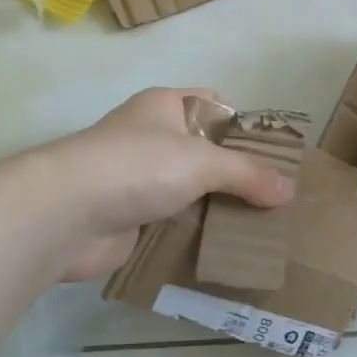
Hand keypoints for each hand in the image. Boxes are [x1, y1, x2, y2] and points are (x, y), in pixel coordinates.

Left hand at [37, 88, 295, 280]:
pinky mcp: (130, 218)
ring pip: (190, 191)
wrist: (66, 214)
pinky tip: (228, 251)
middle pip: (204, 153)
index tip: (276, 155)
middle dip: (237, 174)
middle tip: (277, 199)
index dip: (244, 126)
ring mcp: (138, 179)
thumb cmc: (137, 166)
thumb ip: (247, 174)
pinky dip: (196, 235)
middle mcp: (151, 137)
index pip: (214, 105)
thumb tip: (290, 190)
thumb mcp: (201, 161)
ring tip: (263, 229)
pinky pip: (174, 223)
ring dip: (218, 209)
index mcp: (165, 106)